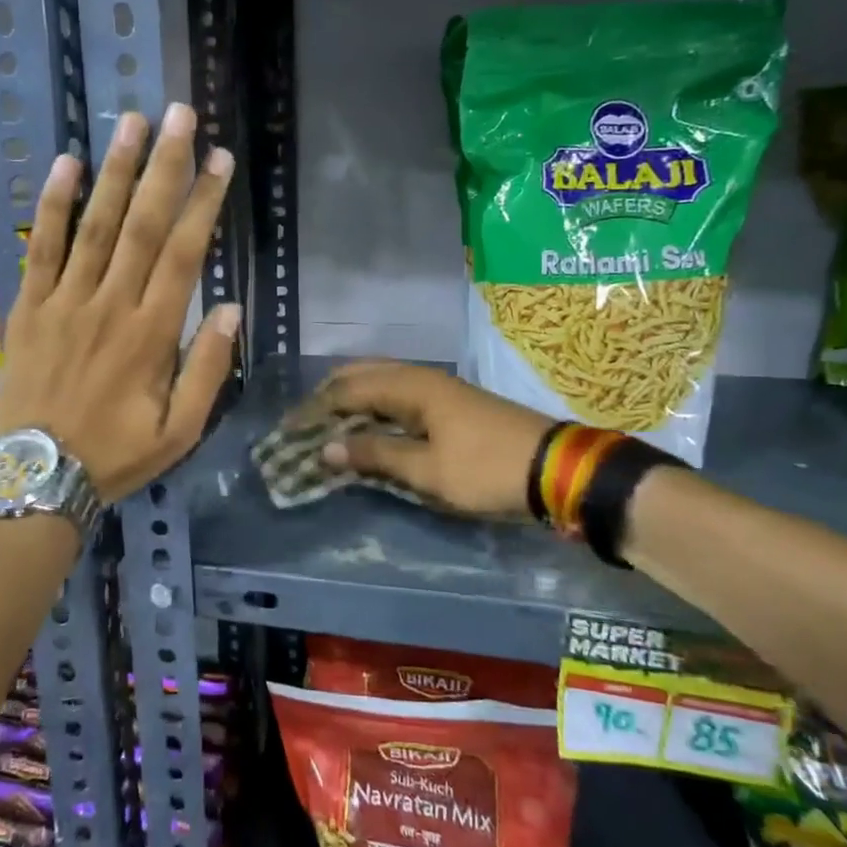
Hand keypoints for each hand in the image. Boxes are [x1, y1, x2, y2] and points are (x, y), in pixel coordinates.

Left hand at [0, 104, 240, 502]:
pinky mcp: (30, 306)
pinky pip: (42, 247)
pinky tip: (66, 164)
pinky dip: (53, 204)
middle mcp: (110, 304)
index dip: (203, 203)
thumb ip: (207, 369)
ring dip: (116, 171)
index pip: (184, 254)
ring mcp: (65, 301)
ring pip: (95, 225)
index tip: (218, 159)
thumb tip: (229, 309)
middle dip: (164, 167)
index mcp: (152, 334)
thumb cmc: (116, 455)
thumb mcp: (180, 431)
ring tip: (132, 123)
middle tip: (180, 116)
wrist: (38, 476)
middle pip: (143, 225)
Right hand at [316, 361, 553, 519]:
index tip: (289, 430)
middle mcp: (421, 377)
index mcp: (411, 387)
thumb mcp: (427, 471)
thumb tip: (327, 449)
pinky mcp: (451, 402)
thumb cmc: (486, 469)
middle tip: (305, 423)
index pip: (347, 390)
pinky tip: (370, 425)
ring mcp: (438, 387)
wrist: (557, 468)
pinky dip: (374, 406)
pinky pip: (398, 393)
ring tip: (330, 424)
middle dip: (329, 395)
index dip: (315, 409)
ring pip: (381, 381)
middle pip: (362, 375)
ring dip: (352, 399)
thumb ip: (375, 455)